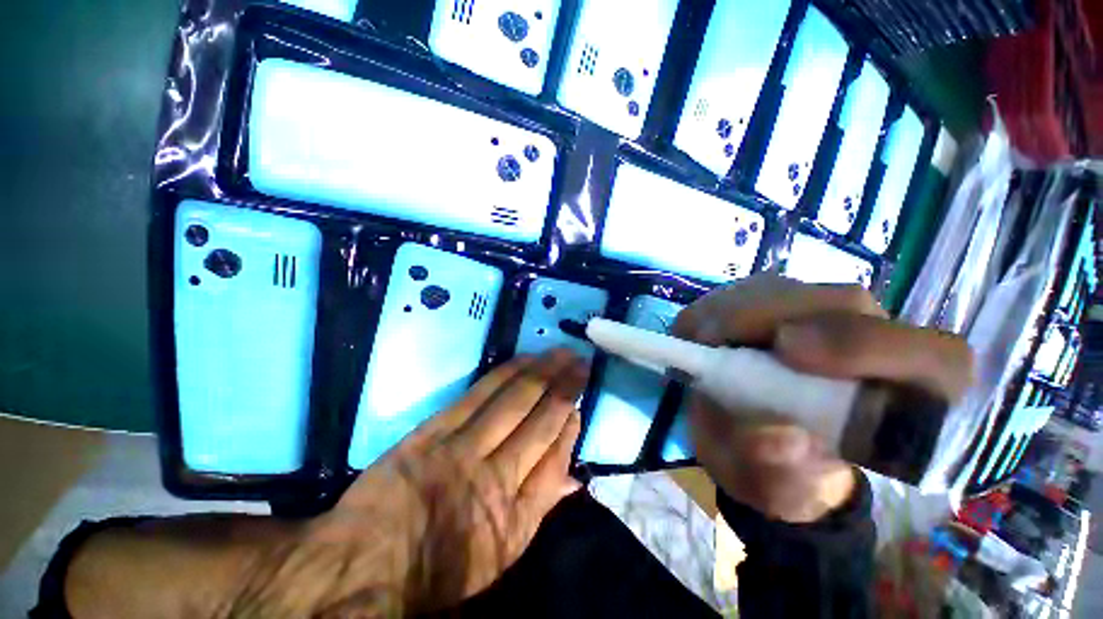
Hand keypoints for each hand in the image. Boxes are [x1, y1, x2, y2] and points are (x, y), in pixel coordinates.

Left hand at [64, 351, 588, 618]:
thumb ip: (539, 508)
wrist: (359, 567)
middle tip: (581, 362)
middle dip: (566, 388)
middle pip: (541, 419)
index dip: (570, 425)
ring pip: (516, 399)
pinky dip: (508, 374)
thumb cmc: (434, 568)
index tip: (580, 403)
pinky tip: (525, 359)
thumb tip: (572, 477)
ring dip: (543, 373)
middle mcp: (497, 476)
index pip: (556, 457)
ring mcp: (465, 447)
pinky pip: (481, 394)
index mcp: (515, 518)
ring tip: (561, 353)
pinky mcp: (436, 431)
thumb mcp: (497, 557)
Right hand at [674, 274, 972, 522]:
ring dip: (732, 311)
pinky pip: (745, 292)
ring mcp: (821, 316)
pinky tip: (701, 336)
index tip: (786, 352)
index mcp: (905, 400)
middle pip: (842, 304)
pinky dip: (715, 309)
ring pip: (785, 290)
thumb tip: (784, 438)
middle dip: (769, 316)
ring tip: (700, 342)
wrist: (756, 447)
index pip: (931, 359)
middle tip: (712, 339)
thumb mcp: (774, 488)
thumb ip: (781, 472)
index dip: (867, 347)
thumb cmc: (778, 473)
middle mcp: (873, 343)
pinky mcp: (777, 304)